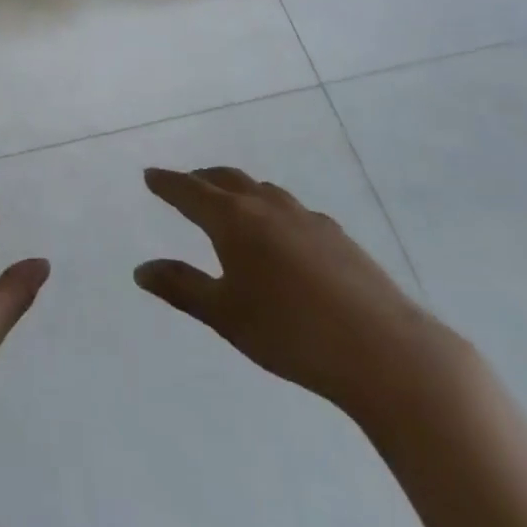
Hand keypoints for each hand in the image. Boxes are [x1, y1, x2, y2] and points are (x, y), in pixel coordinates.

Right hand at [135, 167, 452, 419]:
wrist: (385, 351)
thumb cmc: (292, 333)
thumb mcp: (226, 315)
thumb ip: (182, 287)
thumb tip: (141, 269)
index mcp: (234, 220)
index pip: (190, 191)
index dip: (167, 183)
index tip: (150, 175)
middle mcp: (267, 207)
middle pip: (227, 179)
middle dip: (201, 178)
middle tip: (185, 183)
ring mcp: (306, 218)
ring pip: (263, 189)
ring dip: (238, 188)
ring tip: (230, 202)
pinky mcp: (337, 236)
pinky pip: (291, 209)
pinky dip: (271, 208)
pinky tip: (281, 234)